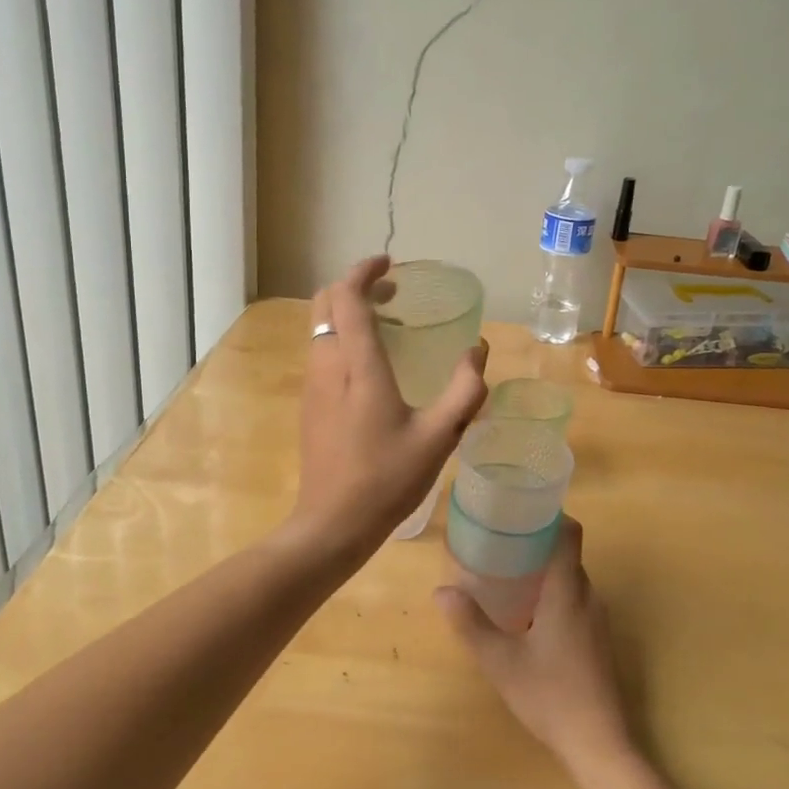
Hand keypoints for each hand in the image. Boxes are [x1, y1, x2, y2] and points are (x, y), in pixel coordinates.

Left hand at [289, 256, 487, 559]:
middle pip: (325, 303)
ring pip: (321, 327)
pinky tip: (373, 365)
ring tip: (389, 325)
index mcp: (358, 366)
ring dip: (349, 312)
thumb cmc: (387, 479)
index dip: (365, 271)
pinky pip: (321, 351)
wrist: (331, 525)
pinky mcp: (309, 404)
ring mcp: (313, 385)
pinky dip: (343, 337)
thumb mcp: (439, 436)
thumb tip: (478, 351)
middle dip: (355, 286)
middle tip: (393, 293)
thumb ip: (465, 390)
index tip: (390, 264)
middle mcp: (328, 365)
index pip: (348, 297)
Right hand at [435, 519, 633, 775]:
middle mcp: (587, 597)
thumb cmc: (550, 696)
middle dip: (538, 542)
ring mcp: (596, 620)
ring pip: (571, 578)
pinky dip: (553, 591)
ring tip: (508, 572)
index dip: (551, 514)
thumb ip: (471, 624)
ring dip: (545, 569)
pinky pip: (575, 598)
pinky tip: (527, 612)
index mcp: (567, 592)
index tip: (521, 509)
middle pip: (567, 554)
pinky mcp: (597, 639)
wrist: (599, 744)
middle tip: (501, 540)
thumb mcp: (501, 662)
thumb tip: (441, 591)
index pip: (569, 534)